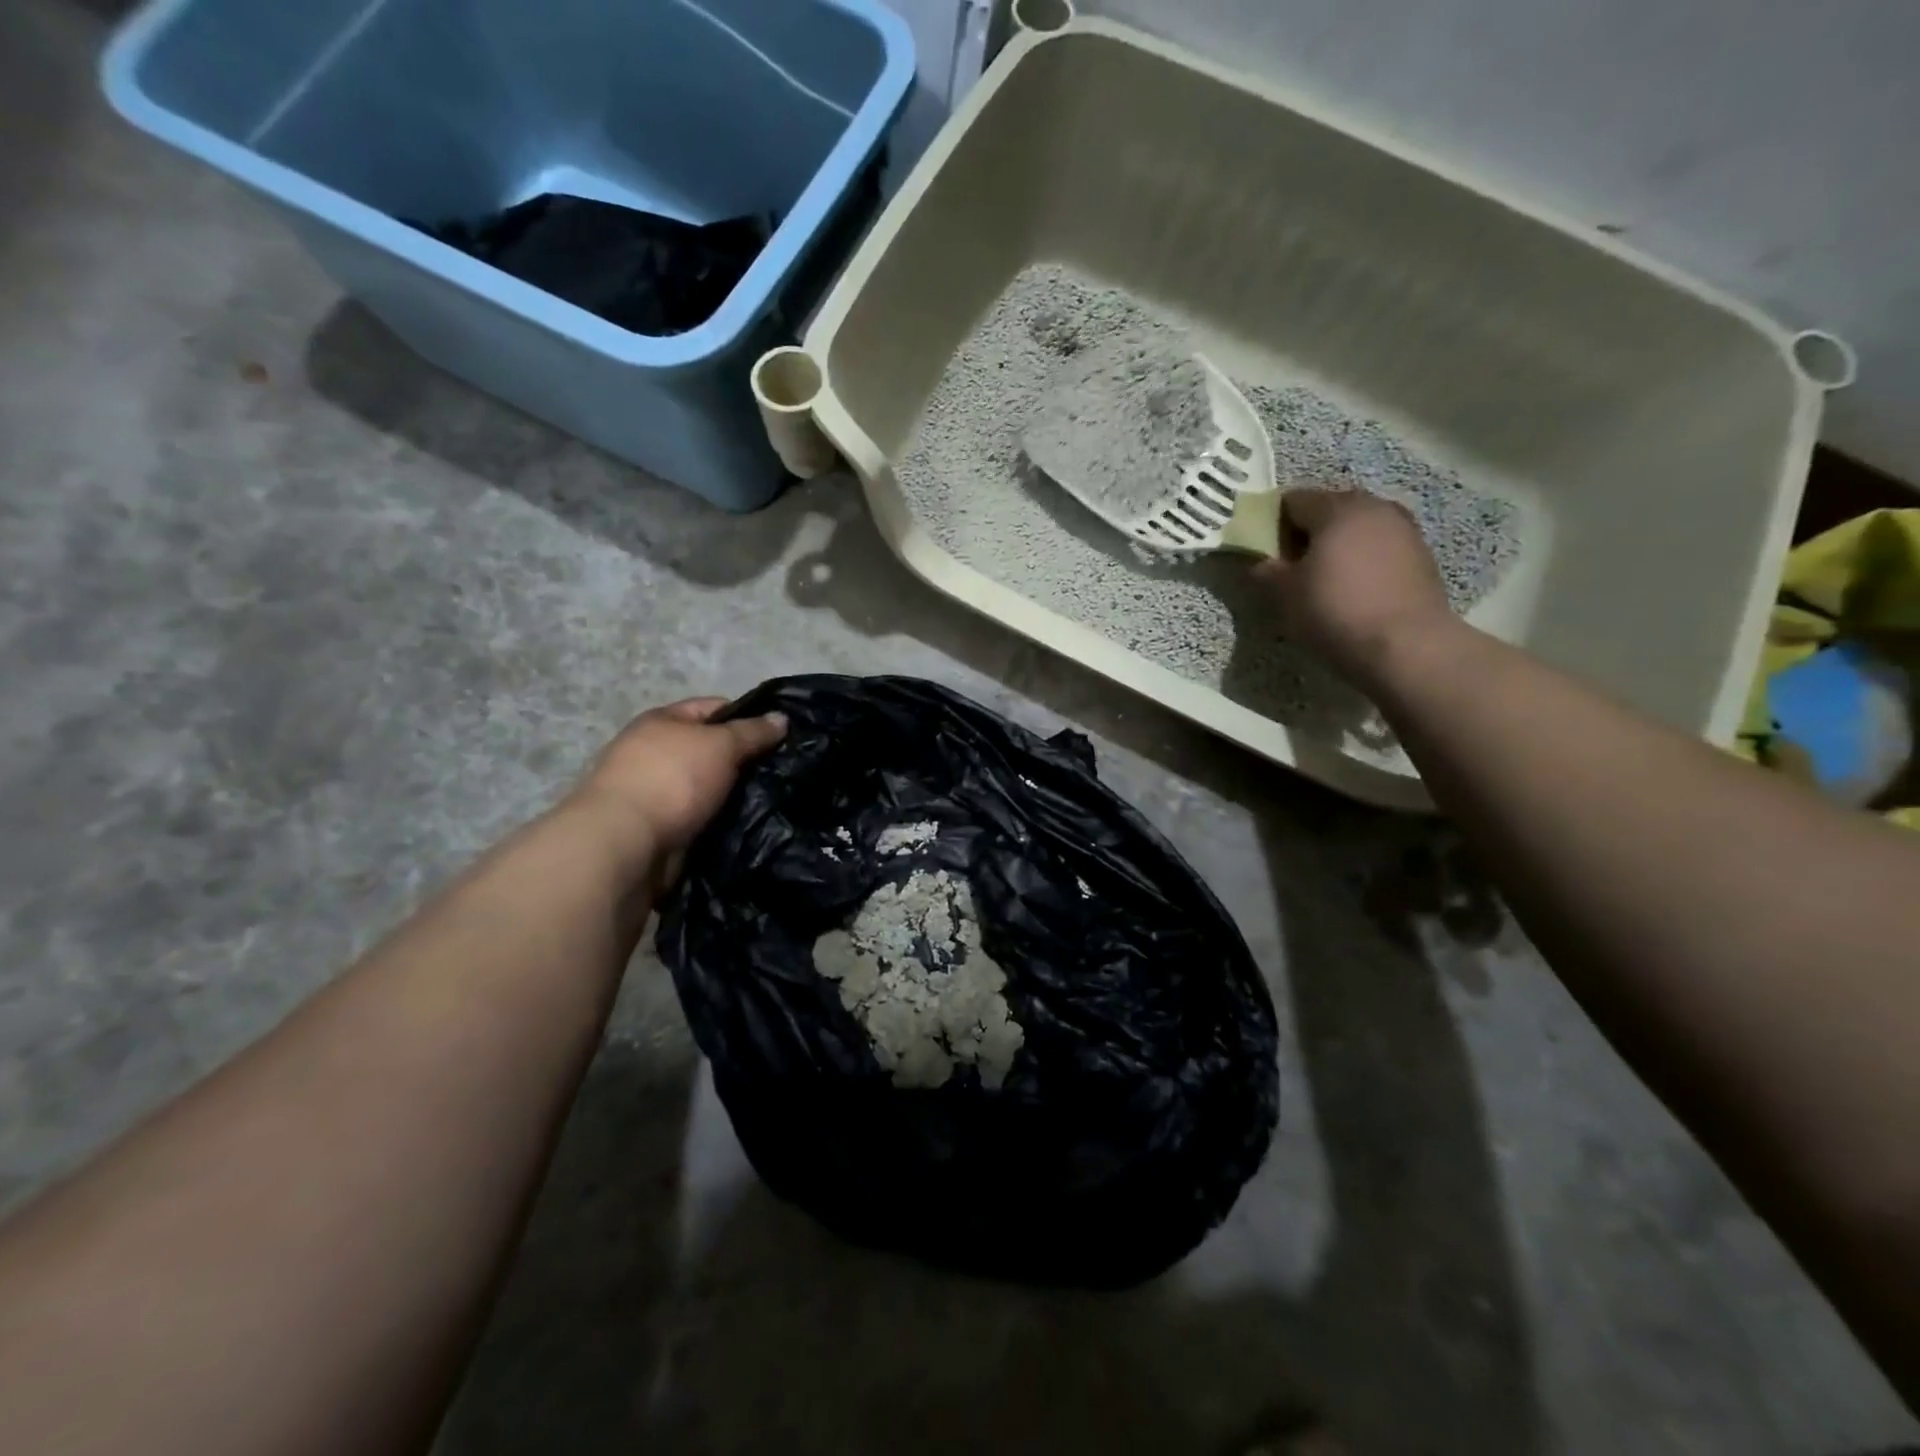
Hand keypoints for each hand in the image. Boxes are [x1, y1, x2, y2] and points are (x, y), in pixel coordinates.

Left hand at [569, 698, 786, 867]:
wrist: (626, 845)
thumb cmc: (673, 780)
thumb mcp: (720, 745)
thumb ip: (753, 732)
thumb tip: (782, 718)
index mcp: (662, 721)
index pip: (714, 708)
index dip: (748, 717)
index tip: (780, 737)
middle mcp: (655, 752)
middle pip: (711, 749)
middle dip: (744, 760)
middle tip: (781, 771)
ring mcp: (656, 792)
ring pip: (710, 787)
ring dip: (734, 795)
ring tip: (772, 801)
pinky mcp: (660, 828)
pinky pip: (702, 817)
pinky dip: (721, 821)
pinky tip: (748, 825)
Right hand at [1256, 488, 1454, 684]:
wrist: (1407, 645)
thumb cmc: (1335, 612)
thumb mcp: (1286, 595)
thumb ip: (1268, 571)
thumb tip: (1261, 562)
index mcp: (1336, 509)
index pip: (1293, 500)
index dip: (1274, 522)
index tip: (1266, 550)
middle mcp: (1373, 506)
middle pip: (1330, 508)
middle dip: (1308, 531)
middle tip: (1293, 565)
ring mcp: (1404, 528)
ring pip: (1359, 526)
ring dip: (1339, 544)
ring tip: (1326, 578)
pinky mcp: (1421, 553)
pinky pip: (1381, 545)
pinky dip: (1364, 558)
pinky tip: (1356, 588)